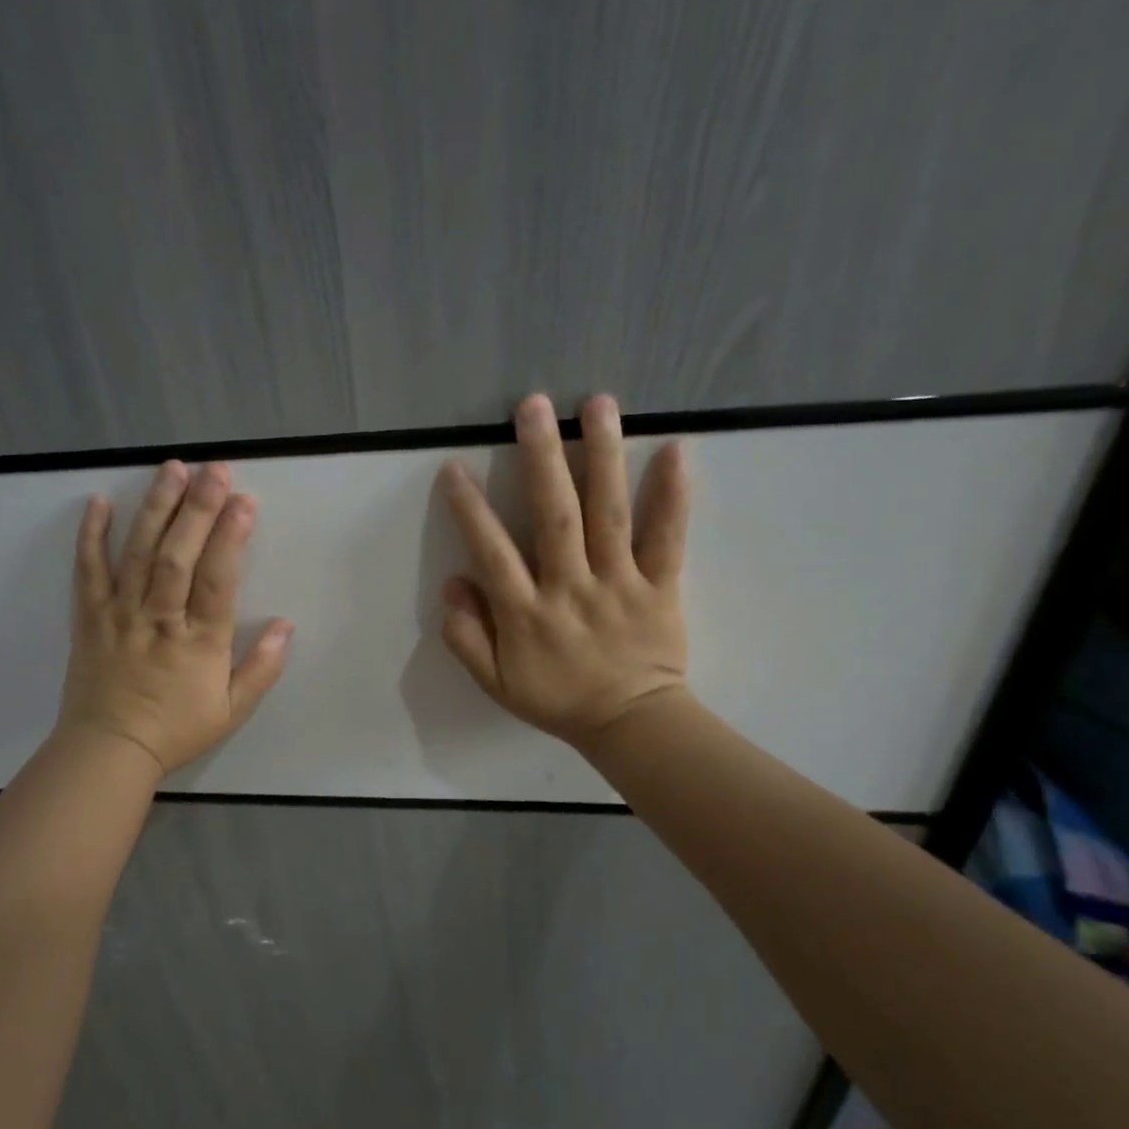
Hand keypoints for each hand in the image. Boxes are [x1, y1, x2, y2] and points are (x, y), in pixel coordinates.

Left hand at [57, 460, 291, 775]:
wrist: (108, 751)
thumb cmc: (175, 730)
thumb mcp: (231, 711)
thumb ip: (261, 668)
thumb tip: (286, 625)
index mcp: (198, 642)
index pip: (217, 580)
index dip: (232, 538)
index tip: (245, 501)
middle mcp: (159, 619)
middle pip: (178, 556)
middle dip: (198, 510)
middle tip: (214, 469)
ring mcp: (120, 614)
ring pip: (139, 554)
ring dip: (156, 508)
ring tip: (172, 469)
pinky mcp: (90, 616)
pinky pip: (88, 571)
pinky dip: (91, 536)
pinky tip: (99, 502)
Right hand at [439, 393, 689, 753]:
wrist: (631, 724)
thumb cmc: (559, 699)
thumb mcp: (496, 682)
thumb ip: (466, 636)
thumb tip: (453, 583)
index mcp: (526, 613)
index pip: (492, 551)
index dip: (470, 509)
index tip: (454, 468)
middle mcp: (570, 588)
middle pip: (554, 516)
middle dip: (541, 458)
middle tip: (533, 405)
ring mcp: (619, 584)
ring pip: (608, 514)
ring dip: (602, 456)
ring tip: (597, 404)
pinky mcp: (660, 587)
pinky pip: (667, 539)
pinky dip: (672, 497)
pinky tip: (674, 451)